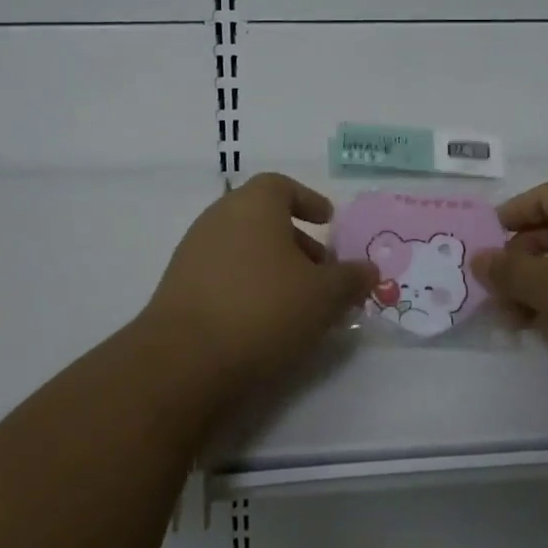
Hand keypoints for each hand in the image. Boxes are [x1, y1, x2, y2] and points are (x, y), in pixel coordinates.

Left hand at [139, 173, 377, 402]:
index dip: (308, 200)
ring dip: (273, 266)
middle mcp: (219, 217)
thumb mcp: (323, 296)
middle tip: (322, 271)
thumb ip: (350, 279)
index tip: (328, 221)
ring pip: (243, 247)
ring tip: (299, 302)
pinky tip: (264, 321)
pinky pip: (223, 273)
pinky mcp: (178, 287)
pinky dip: (248, 285)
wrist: (183, 361)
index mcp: (254, 204)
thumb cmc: (263, 309)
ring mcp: (193, 251)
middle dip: (297, 240)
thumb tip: (369, 270)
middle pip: (263, 218)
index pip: (281, 186)